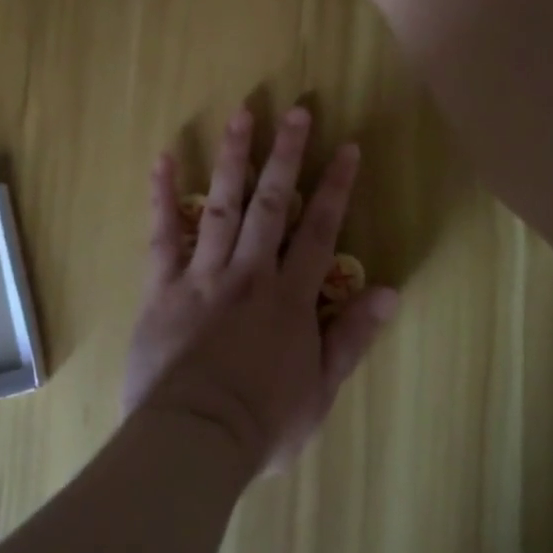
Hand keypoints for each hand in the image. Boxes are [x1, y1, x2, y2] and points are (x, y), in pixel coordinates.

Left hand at [121, 106, 399, 474]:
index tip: (347, 148)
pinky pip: (162, 235)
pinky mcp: (163, 287)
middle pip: (272, 204)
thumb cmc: (263, 423)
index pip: (319, 231)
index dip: (336, 188)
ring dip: (234, 158)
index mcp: (290, 298)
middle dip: (288, 155)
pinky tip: (164, 158)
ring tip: (242, 115)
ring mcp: (204, 275)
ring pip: (222, 206)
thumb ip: (353, 338)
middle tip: (297, 111)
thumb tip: (390, 291)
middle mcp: (250, 273)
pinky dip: (162, 196)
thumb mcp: (321, 392)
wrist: (194, 440)